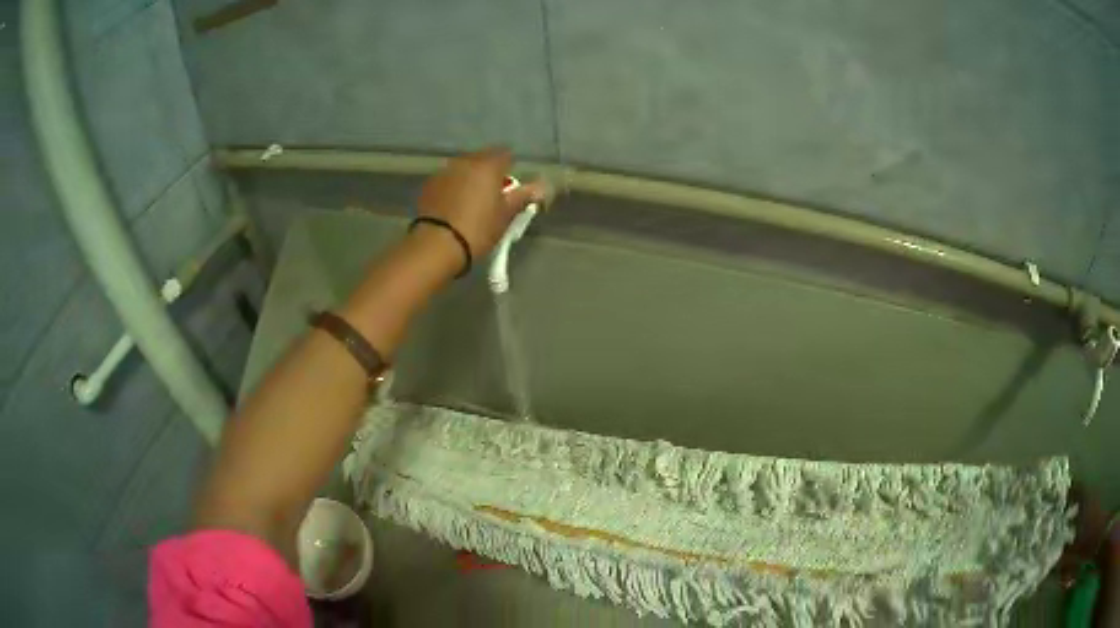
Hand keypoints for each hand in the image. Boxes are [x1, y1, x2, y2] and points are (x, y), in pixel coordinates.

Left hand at [416, 148, 551, 258]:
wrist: (437, 245)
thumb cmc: (478, 229)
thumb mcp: (506, 215)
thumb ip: (524, 196)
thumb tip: (543, 186)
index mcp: (487, 165)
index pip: (505, 154)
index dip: (511, 167)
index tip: (511, 186)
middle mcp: (465, 162)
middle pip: (483, 158)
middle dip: (490, 171)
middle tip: (494, 194)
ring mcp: (444, 172)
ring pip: (463, 168)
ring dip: (470, 177)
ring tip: (473, 200)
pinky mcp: (429, 185)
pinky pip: (448, 179)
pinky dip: (454, 186)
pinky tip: (454, 205)